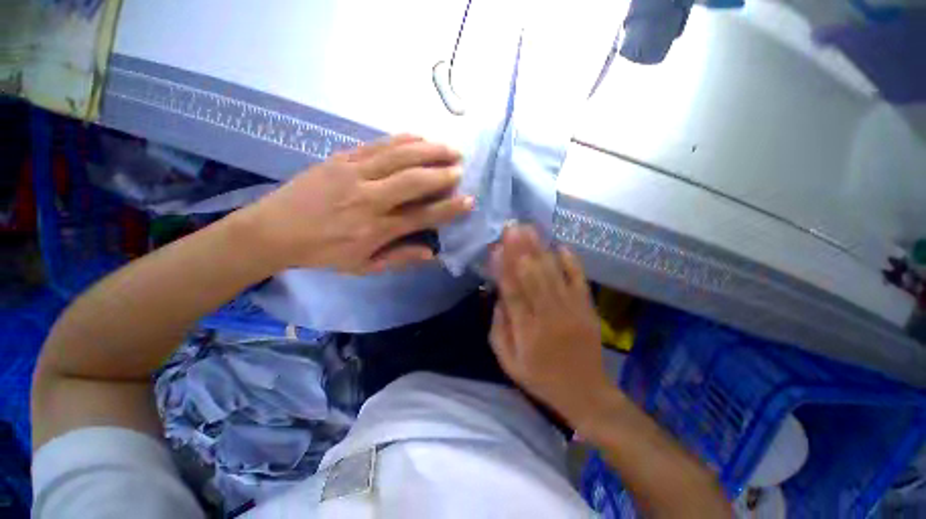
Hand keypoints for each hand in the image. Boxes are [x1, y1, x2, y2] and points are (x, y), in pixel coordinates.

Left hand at [243, 134, 473, 273]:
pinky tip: (419, 136)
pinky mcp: (341, 158)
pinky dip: (402, 138)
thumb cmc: (323, 253)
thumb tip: (432, 252)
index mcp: (375, 229)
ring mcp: (354, 173)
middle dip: (442, 173)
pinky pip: (377, 144)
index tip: (469, 201)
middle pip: (413, 181)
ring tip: (449, 147)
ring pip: (398, 156)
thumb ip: (399, 258)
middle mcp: (368, 198)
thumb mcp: (362, 267)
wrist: (274, 230)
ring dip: (428, 150)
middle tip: (461, 168)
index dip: (448, 209)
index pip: (421, 216)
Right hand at [490, 225, 612, 426]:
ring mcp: (571, 310)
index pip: (512, 292)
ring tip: (529, 229)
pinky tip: (561, 246)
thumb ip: (499, 329)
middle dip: (521, 249)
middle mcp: (548, 315)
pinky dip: (571, 262)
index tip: (496, 246)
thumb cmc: (541, 378)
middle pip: (532, 276)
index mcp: (527, 331)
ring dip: (540, 249)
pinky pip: (579, 280)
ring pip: (552, 273)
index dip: (503, 267)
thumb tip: (499, 297)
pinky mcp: (587, 308)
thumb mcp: (509, 363)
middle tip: (512, 226)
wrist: (586, 393)